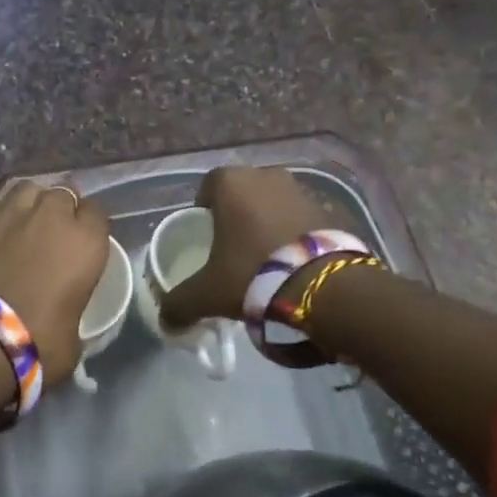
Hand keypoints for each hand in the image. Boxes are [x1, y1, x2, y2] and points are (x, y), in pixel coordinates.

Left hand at [0, 180, 109, 391]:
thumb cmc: (38, 343)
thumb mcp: (75, 333)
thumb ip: (75, 306)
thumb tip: (66, 311)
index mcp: (86, 242)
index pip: (97, 212)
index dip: (90, 224)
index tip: (84, 240)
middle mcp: (52, 216)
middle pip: (63, 193)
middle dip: (61, 208)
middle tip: (53, 231)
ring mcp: (11, 212)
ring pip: (28, 189)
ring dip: (31, 202)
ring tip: (24, 221)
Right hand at [159, 167, 335, 328]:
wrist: (324, 286)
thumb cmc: (253, 273)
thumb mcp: (207, 293)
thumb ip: (180, 303)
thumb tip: (166, 321)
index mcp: (231, 183)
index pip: (208, 187)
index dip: (204, 209)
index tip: (207, 236)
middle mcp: (266, 175)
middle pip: (243, 192)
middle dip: (238, 214)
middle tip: (234, 248)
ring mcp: (301, 189)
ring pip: (274, 203)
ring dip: (269, 222)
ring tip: (267, 259)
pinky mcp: (330, 209)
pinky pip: (302, 218)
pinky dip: (296, 234)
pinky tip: (295, 263)